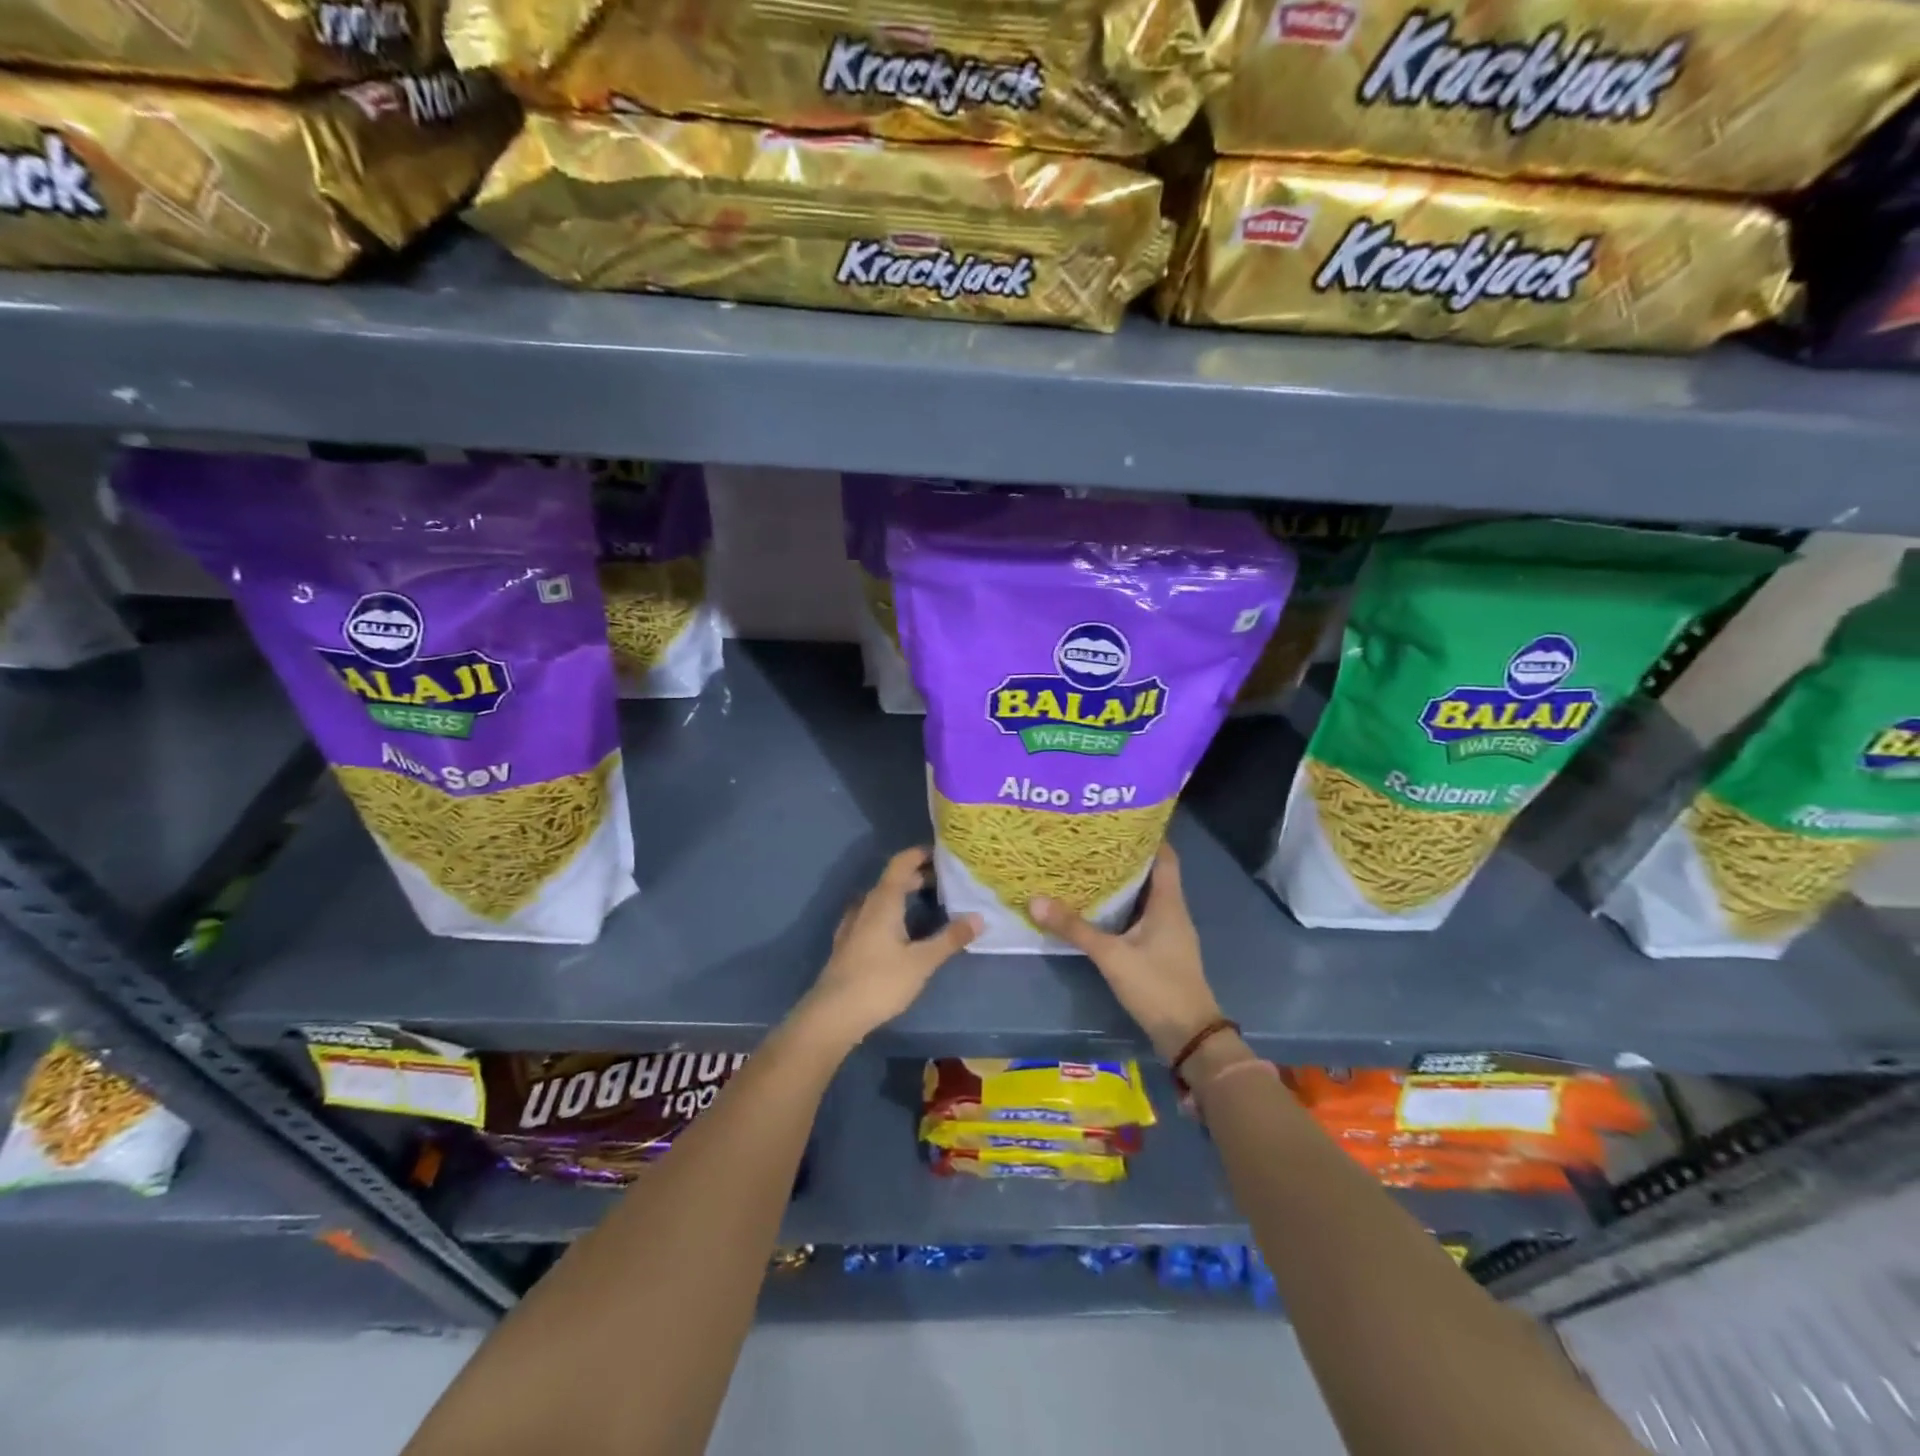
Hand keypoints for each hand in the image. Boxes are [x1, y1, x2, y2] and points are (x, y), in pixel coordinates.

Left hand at [800, 847, 980, 1045]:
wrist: (833, 1014)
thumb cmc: (880, 982)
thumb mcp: (922, 962)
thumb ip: (950, 938)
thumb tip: (979, 917)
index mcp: (884, 901)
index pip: (901, 863)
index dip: (921, 854)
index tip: (944, 854)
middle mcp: (866, 905)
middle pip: (892, 880)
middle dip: (918, 877)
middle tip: (946, 883)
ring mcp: (853, 924)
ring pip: (881, 899)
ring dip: (903, 895)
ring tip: (927, 904)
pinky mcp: (848, 943)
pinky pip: (872, 915)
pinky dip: (890, 913)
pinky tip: (900, 930)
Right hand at [1030, 844, 1222, 1060]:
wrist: (1188, 1036)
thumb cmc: (1157, 986)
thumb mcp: (1112, 956)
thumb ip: (1075, 929)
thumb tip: (1035, 900)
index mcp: (1169, 902)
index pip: (1164, 855)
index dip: (1146, 835)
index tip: (1117, 819)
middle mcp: (1172, 911)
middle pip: (1152, 872)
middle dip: (1124, 856)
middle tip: (1090, 840)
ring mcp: (1168, 932)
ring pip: (1145, 895)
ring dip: (1122, 882)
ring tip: (1087, 866)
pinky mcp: (1161, 950)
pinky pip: (1141, 916)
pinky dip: (1122, 907)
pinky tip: (1098, 907)